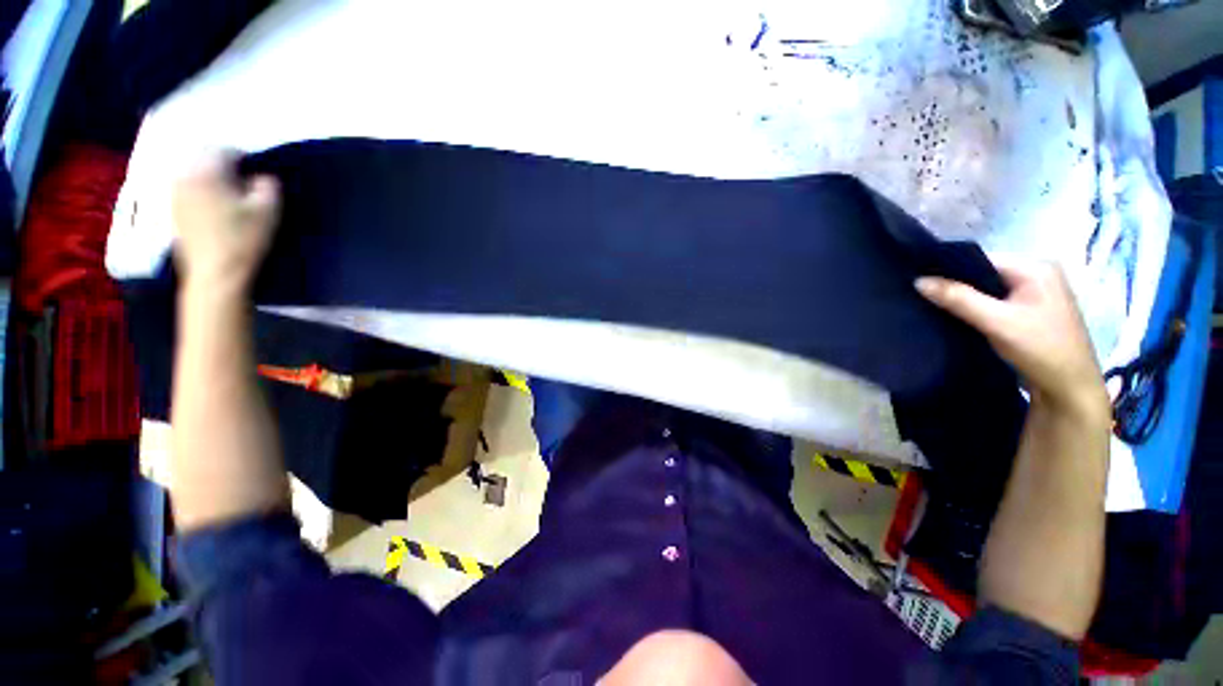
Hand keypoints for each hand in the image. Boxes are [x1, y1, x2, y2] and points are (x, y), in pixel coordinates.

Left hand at [171, 152, 279, 298]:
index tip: (259, 173)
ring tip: (230, 194)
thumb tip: (262, 177)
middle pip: (204, 158)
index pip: (225, 150)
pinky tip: (215, 207)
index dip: (245, 158)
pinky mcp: (173, 210)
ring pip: (194, 173)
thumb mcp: (268, 211)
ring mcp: (175, 194)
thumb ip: (268, 186)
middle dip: (225, 166)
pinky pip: (187, 188)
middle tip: (245, 182)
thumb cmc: (243, 239)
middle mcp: (185, 176)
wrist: (216, 273)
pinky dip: (201, 191)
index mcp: (206, 171)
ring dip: (212, 178)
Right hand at [915, 258, 1109, 420]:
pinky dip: (973, 308)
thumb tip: (918, 280)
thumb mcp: (996, 322)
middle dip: (955, 285)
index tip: (918, 280)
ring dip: (962, 298)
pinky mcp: (1028, 312)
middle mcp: (1036, 275)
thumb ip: (958, 299)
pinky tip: (954, 317)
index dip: (949, 269)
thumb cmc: (1040, 349)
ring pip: (986, 289)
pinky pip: (993, 302)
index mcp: (1035, 268)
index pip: (982, 259)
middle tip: (921, 294)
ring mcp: (1033, 294)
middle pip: (983, 273)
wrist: (1069, 389)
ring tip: (931, 305)